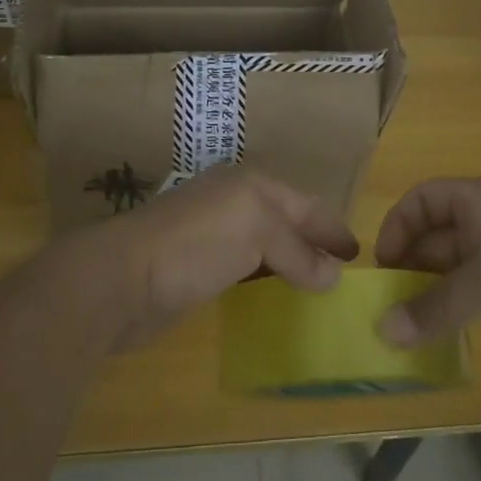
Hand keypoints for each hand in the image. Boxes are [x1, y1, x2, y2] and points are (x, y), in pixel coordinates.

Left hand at [63, 166, 357, 351]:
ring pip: (265, 245)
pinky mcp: (197, 267)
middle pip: (285, 221)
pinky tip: (276, 296)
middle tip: (343, 272)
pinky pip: (245, 269)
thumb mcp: (256, 232)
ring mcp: (213, 234)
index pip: (303, 204)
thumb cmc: (194, 244)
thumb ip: (297, 251)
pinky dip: (266, 279)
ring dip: (291, 263)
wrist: (121, 279)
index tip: (359, 253)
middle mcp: (233, 202)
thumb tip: (333, 276)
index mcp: (250, 185)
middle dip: (314, 242)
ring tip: (319, 287)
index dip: (332, 226)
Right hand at [374, 177, 480, 381]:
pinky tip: (434, 341)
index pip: (424, 199)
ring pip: (450, 273)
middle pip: (433, 237)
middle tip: (382, 306)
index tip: (382, 267)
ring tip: (400, 329)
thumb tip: (384, 331)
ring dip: (424, 295)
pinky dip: (448, 317)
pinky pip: (470, 303)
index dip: (398, 225)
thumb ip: (439, 303)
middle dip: (406, 266)